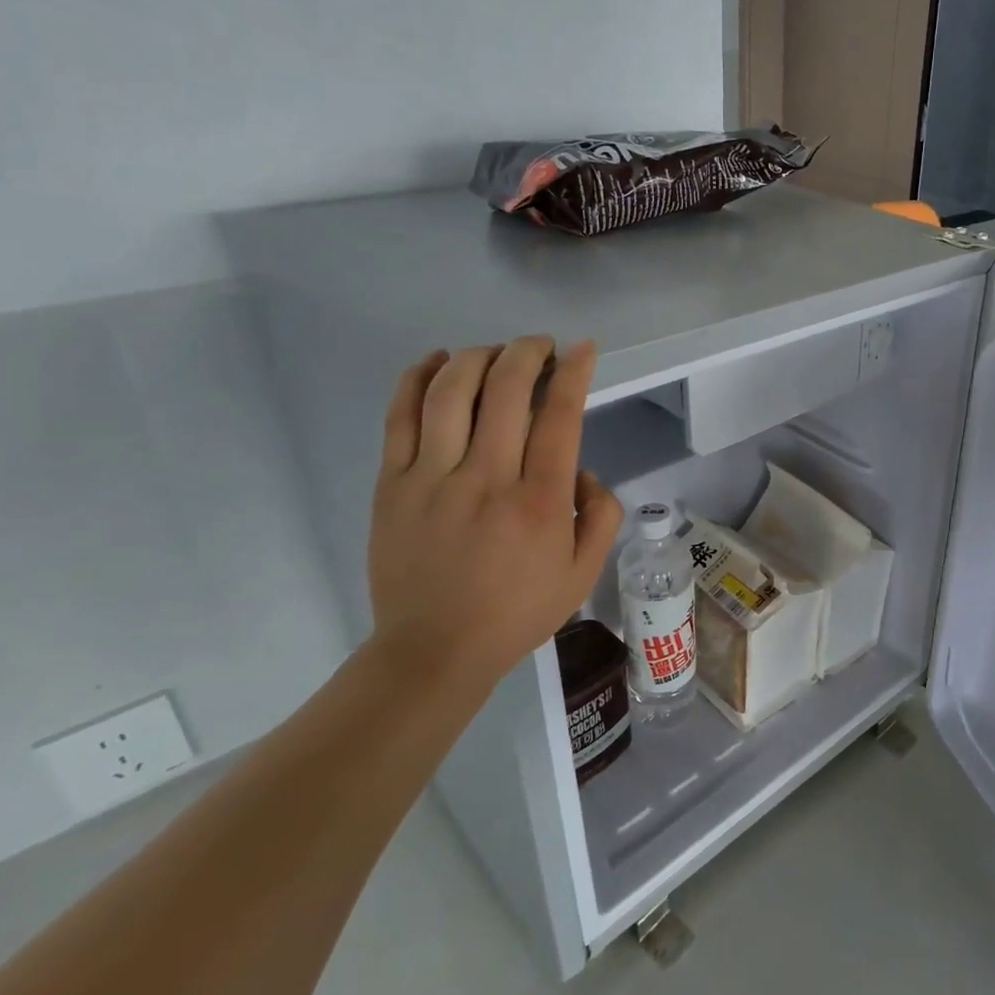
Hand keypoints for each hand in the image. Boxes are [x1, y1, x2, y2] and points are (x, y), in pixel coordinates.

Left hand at [367, 337, 623, 690]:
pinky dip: (418, 377)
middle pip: (506, 389)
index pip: (560, 415)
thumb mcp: (584, 573)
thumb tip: (582, 469)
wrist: (435, 649)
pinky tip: (438, 361)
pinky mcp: (392, 483)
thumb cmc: (518, 611)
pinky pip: (401, 415)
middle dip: (528, 352)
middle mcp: (488, 478)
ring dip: (479, 355)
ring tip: (495, 350)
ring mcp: (433, 477)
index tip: (582, 348)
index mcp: (541, 501)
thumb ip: (601, 515)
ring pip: (452, 391)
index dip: (573, 371)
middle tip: (540, 344)